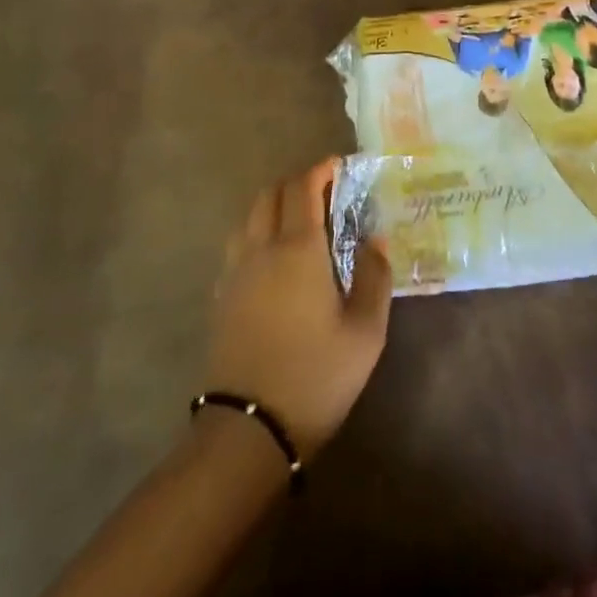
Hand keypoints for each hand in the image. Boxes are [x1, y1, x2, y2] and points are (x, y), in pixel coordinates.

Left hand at [204, 159, 392, 455]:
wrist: (249, 429)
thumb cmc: (316, 376)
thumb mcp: (365, 332)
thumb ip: (374, 277)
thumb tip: (375, 241)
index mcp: (297, 249)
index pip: (303, 187)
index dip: (321, 170)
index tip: (339, 166)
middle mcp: (261, 248)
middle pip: (270, 193)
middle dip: (297, 182)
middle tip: (324, 192)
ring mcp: (235, 271)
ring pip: (249, 215)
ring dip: (274, 204)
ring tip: (300, 221)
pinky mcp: (221, 295)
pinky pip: (238, 243)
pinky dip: (258, 231)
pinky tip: (274, 257)